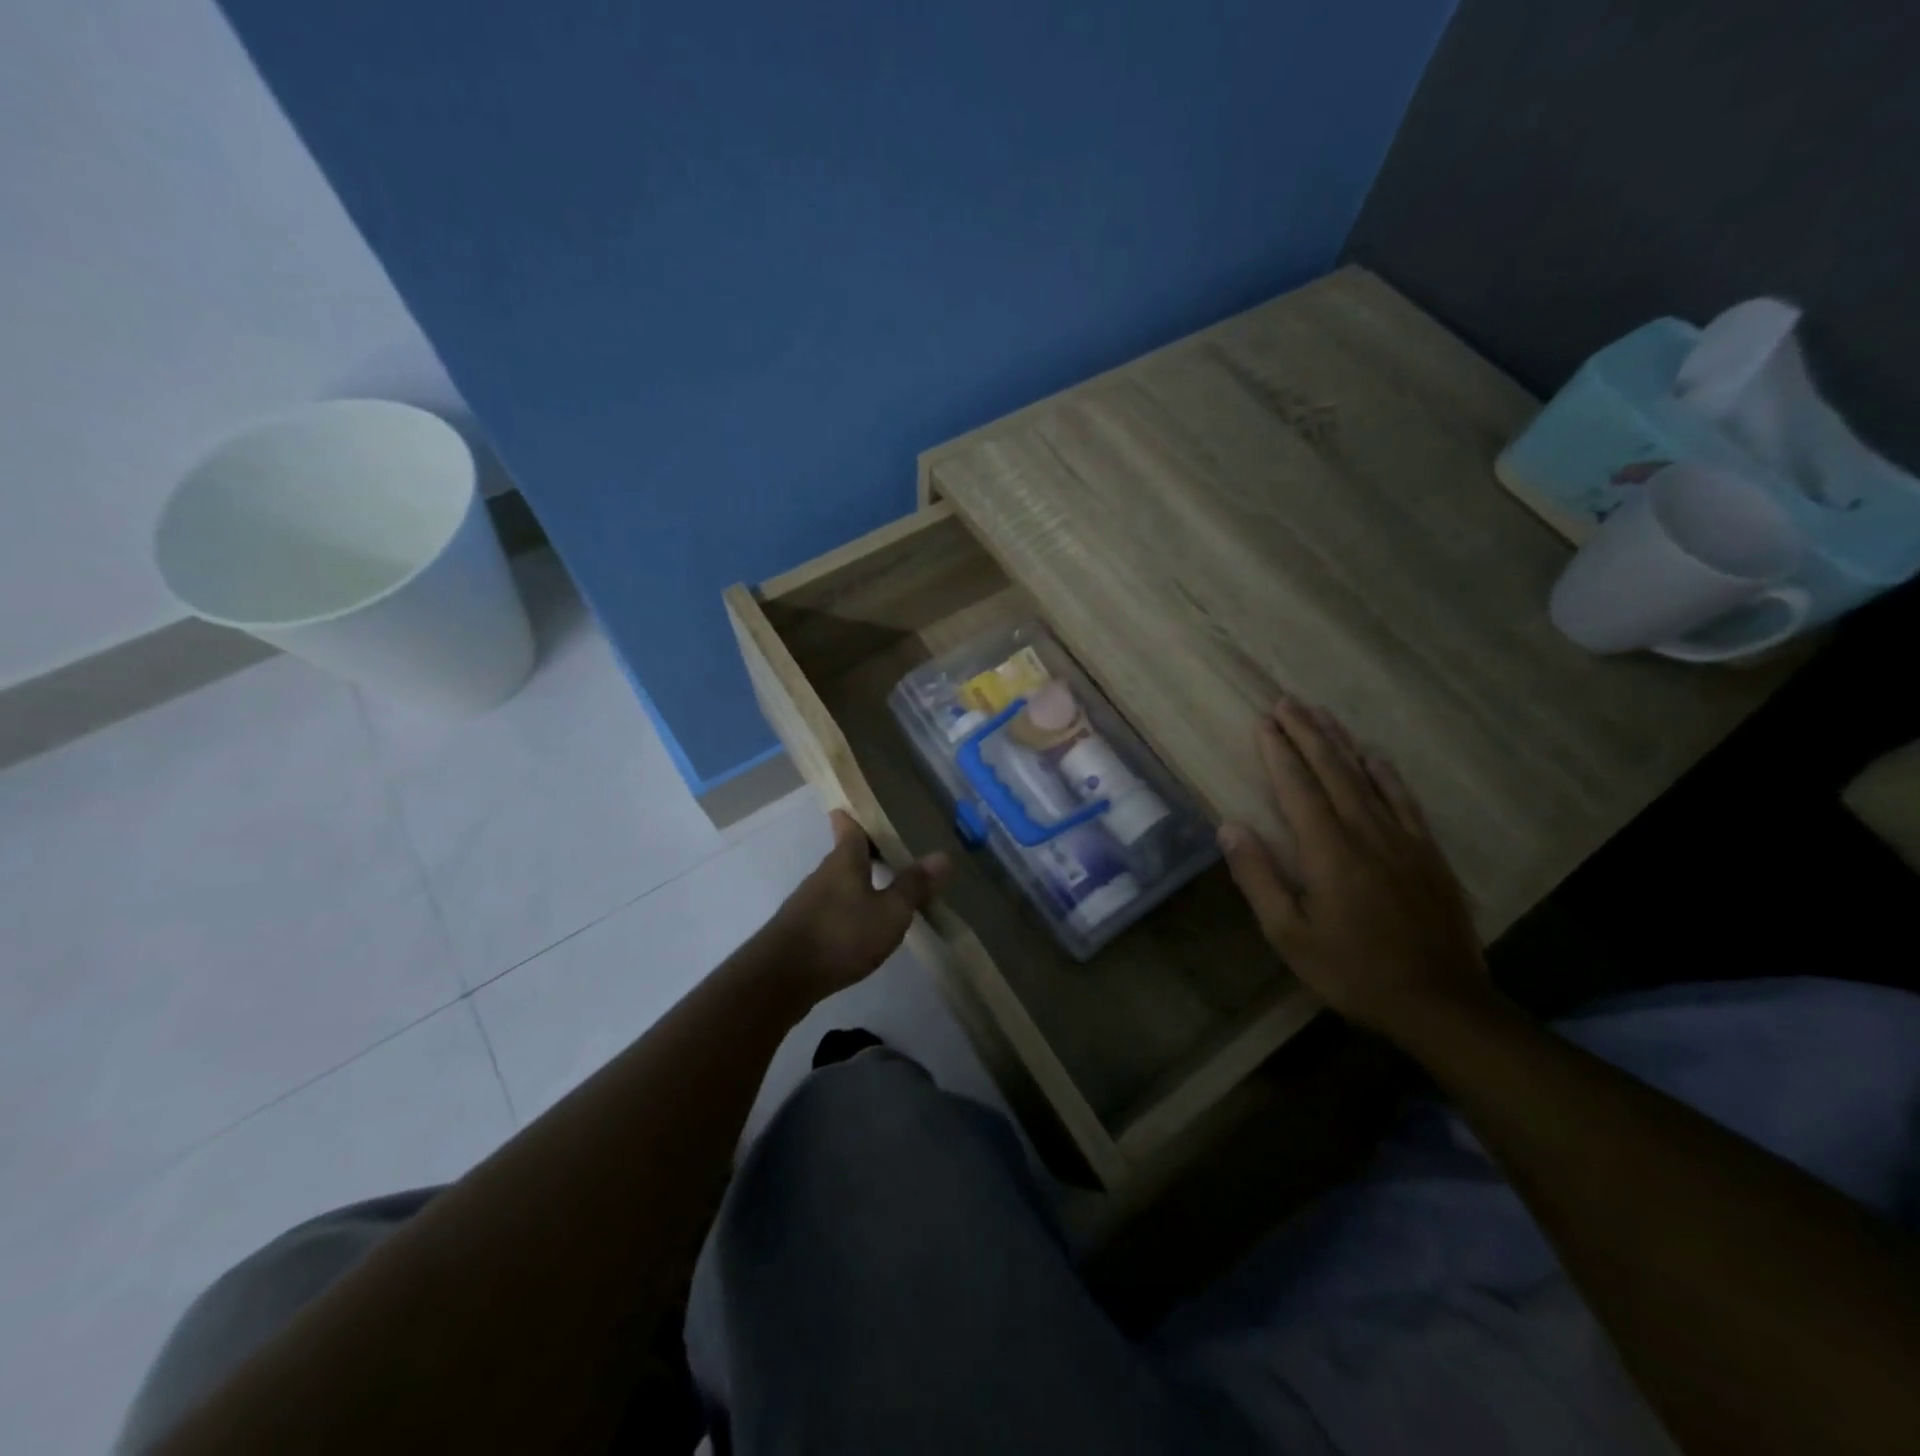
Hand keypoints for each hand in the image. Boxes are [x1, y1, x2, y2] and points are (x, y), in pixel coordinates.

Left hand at [762, 810, 950, 997]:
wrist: (781, 978)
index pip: (848, 826)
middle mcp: (823, 874)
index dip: (854, 815)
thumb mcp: (889, 913)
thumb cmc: (841, 935)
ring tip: (883, 887)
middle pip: (844, 854)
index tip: (862, 807)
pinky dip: (848, 908)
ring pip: (838, 882)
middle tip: (892, 849)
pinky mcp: (801, 929)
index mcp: (844, 860)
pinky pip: (831, 908)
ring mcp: (808, 902)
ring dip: (858, 882)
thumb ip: (914, 886)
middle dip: (865, 851)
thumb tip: (942, 855)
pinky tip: (862, 925)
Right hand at [1217, 698, 1489, 1040]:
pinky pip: (1404, 800)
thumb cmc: (1352, 970)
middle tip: (1287, 701)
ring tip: (1321, 713)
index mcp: (1328, 851)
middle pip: (1332, 770)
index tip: (1263, 722)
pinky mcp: (1427, 853)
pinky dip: (1386, 773)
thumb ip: (1259, 878)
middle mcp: (1365, 832)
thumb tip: (1230, 827)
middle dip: (1306, 732)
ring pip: (1367, 777)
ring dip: (1341, 742)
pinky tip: (1375, 756)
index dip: (1278, 752)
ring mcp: (1402, 839)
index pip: (1298, 788)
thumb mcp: (1289, 935)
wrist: (1440, 1002)